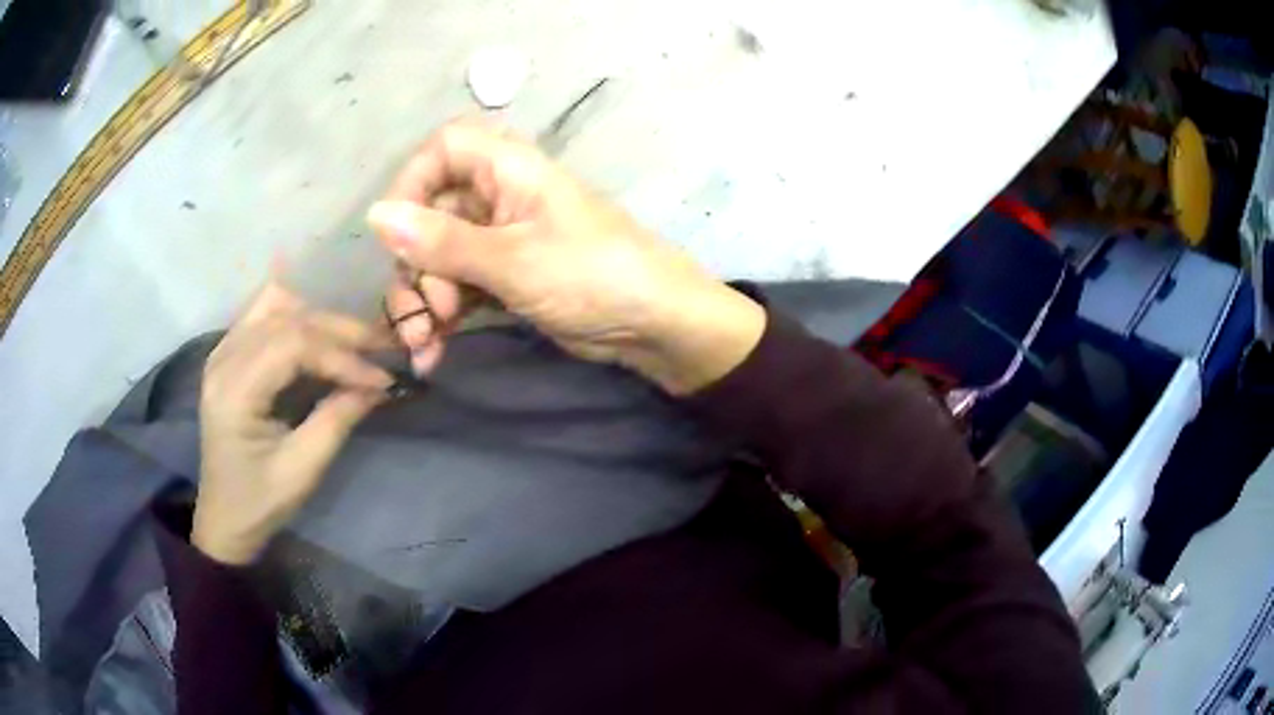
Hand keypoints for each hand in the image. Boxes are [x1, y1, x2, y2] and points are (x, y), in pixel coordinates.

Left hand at [193, 284, 393, 564]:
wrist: (224, 517)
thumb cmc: (260, 502)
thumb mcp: (301, 470)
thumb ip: (336, 420)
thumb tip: (378, 386)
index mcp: (234, 391)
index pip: (293, 345)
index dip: (342, 357)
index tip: (382, 379)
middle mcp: (223, 358)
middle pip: (287, 317)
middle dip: (340, 331)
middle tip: (383, 349)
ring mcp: (223, 351)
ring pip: (276, 304)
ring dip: (319, 319)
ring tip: (353, 344)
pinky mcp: (230, 354)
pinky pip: (266, 313)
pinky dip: (299, 318)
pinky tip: (320, 340)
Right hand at [367, 119, 765, 394]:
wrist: (655, 325)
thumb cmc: (592, 274)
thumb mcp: (512, 259)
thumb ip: (441, 241)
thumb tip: (375, 216)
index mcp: (508, 169)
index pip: (443, 150)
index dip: (412, 183)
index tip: (395, 233)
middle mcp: (499, 196)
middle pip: (430, 214)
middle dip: (415, 267)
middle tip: (423, 314)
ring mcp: (501, 239)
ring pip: (439, 258)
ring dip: (423, 302)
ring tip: (424, 346)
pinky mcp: (506, 278)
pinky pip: (458, 288)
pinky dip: (443, 318)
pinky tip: (433, 353)